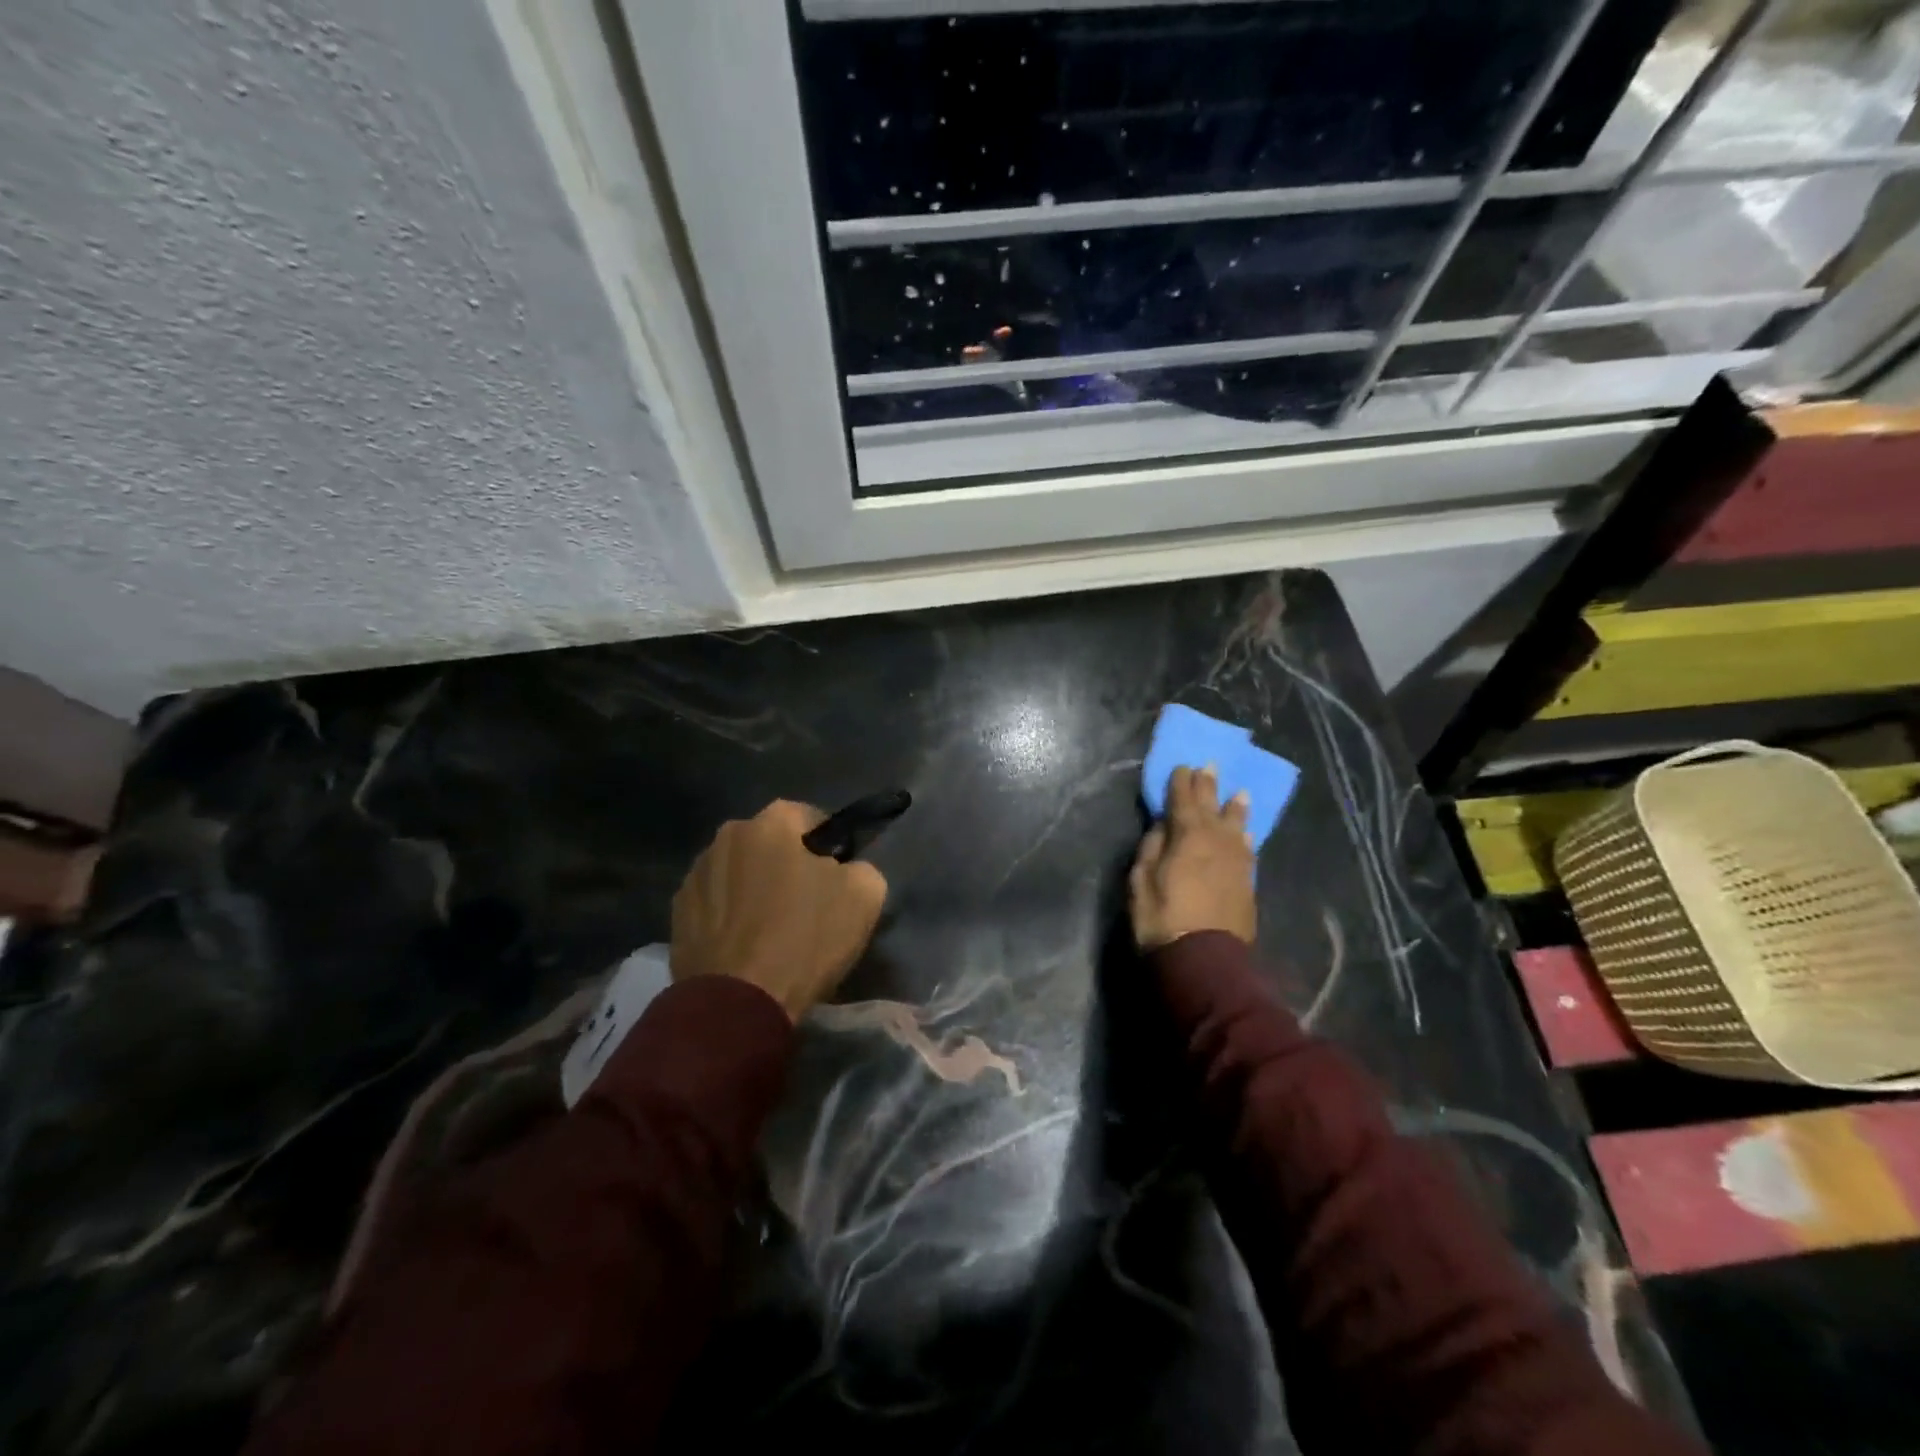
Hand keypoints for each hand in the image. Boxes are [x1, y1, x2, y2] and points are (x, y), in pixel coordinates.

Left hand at [670, 800, 887, 1021]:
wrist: (738, 1003)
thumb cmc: (805, 939)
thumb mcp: (864, 896)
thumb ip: (860, 867)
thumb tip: (846, 870)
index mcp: (770, 823)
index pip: (808, 816)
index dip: (826, 843)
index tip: (836, 873)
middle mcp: (726, 837)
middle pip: (768, 844)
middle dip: (785, 864)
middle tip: (805, 902)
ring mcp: (695, 875)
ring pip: (737, 873)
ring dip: (753, 889)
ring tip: (770, 929)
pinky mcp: (677, 915)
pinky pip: (715, 905)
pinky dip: (729, 918)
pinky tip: (744, 947)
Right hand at [1129, 765, 1255, 951]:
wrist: (1204, 961)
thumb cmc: (1162, 919)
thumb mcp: (1141, 881)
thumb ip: (1152, 848)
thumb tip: (1162, 826)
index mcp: (1188, 837)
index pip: (1183, 800)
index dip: (1181, 782)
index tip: (1181, 766)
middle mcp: (1216, 842)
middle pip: (1212, 807)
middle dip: (1208, 786)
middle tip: (1210, 766)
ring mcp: (1236, 862)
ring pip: (1236, 826)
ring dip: (1234, 808)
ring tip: (1239, 793)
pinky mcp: (1246, 882)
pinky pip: (1247, 849)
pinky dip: (1245, 837)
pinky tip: (1246, 833)